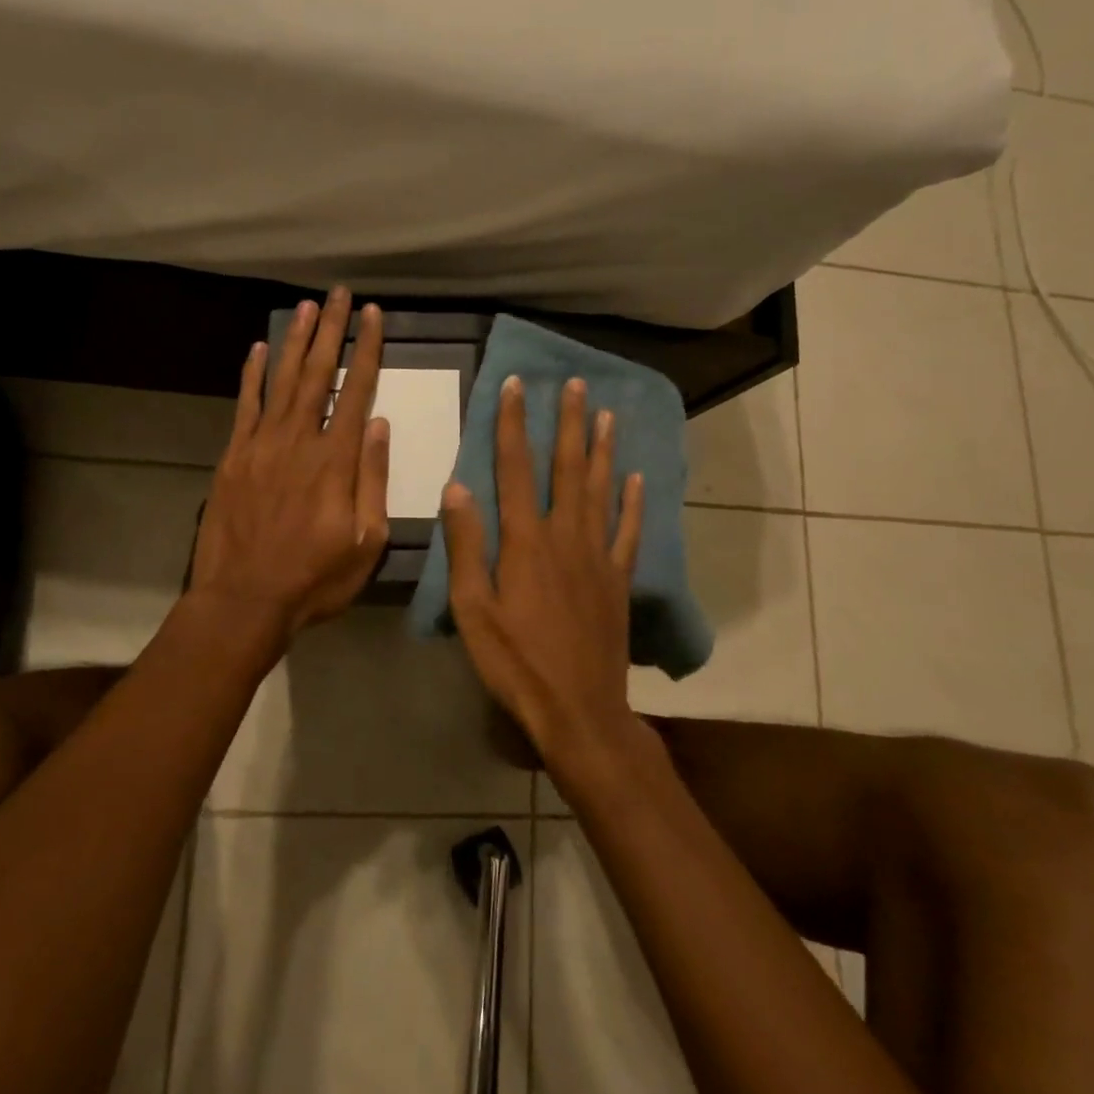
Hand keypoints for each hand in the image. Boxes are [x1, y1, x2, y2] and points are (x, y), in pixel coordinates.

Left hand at [188, 289, 390, 649]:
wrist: (244, 600)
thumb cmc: (315, 578)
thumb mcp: (367, 541)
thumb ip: (373, 479)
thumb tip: (379, 425)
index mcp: (336, 460)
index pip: (357, 390)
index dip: (366, 349)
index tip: (373, 315)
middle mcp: (299, 440)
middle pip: (318, 373)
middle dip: (330, 330)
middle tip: (338, 294)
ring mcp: (261, 445)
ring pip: (282, 381)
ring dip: (295, 341)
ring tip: (306, 307)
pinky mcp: (234, 457)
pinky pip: (245, 405)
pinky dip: (253, 375)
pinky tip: (260, 349)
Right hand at [441, 374, 644, 766]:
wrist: (578, 709)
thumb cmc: (515, 661)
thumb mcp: (472, 608)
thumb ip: (466, 545)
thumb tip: (457, 487)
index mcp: (525, 541)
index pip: (515, 468)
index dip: (512, 424)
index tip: (515, 385)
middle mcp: (565, 536)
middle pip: (566, 467)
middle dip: (568, 422)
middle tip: (576, 384)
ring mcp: (597, 556)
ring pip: (600, 490)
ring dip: (602, 449)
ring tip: (607, 414)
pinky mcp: (618, 580)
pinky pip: (628, 531)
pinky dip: (633, 502)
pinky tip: (637, 478)